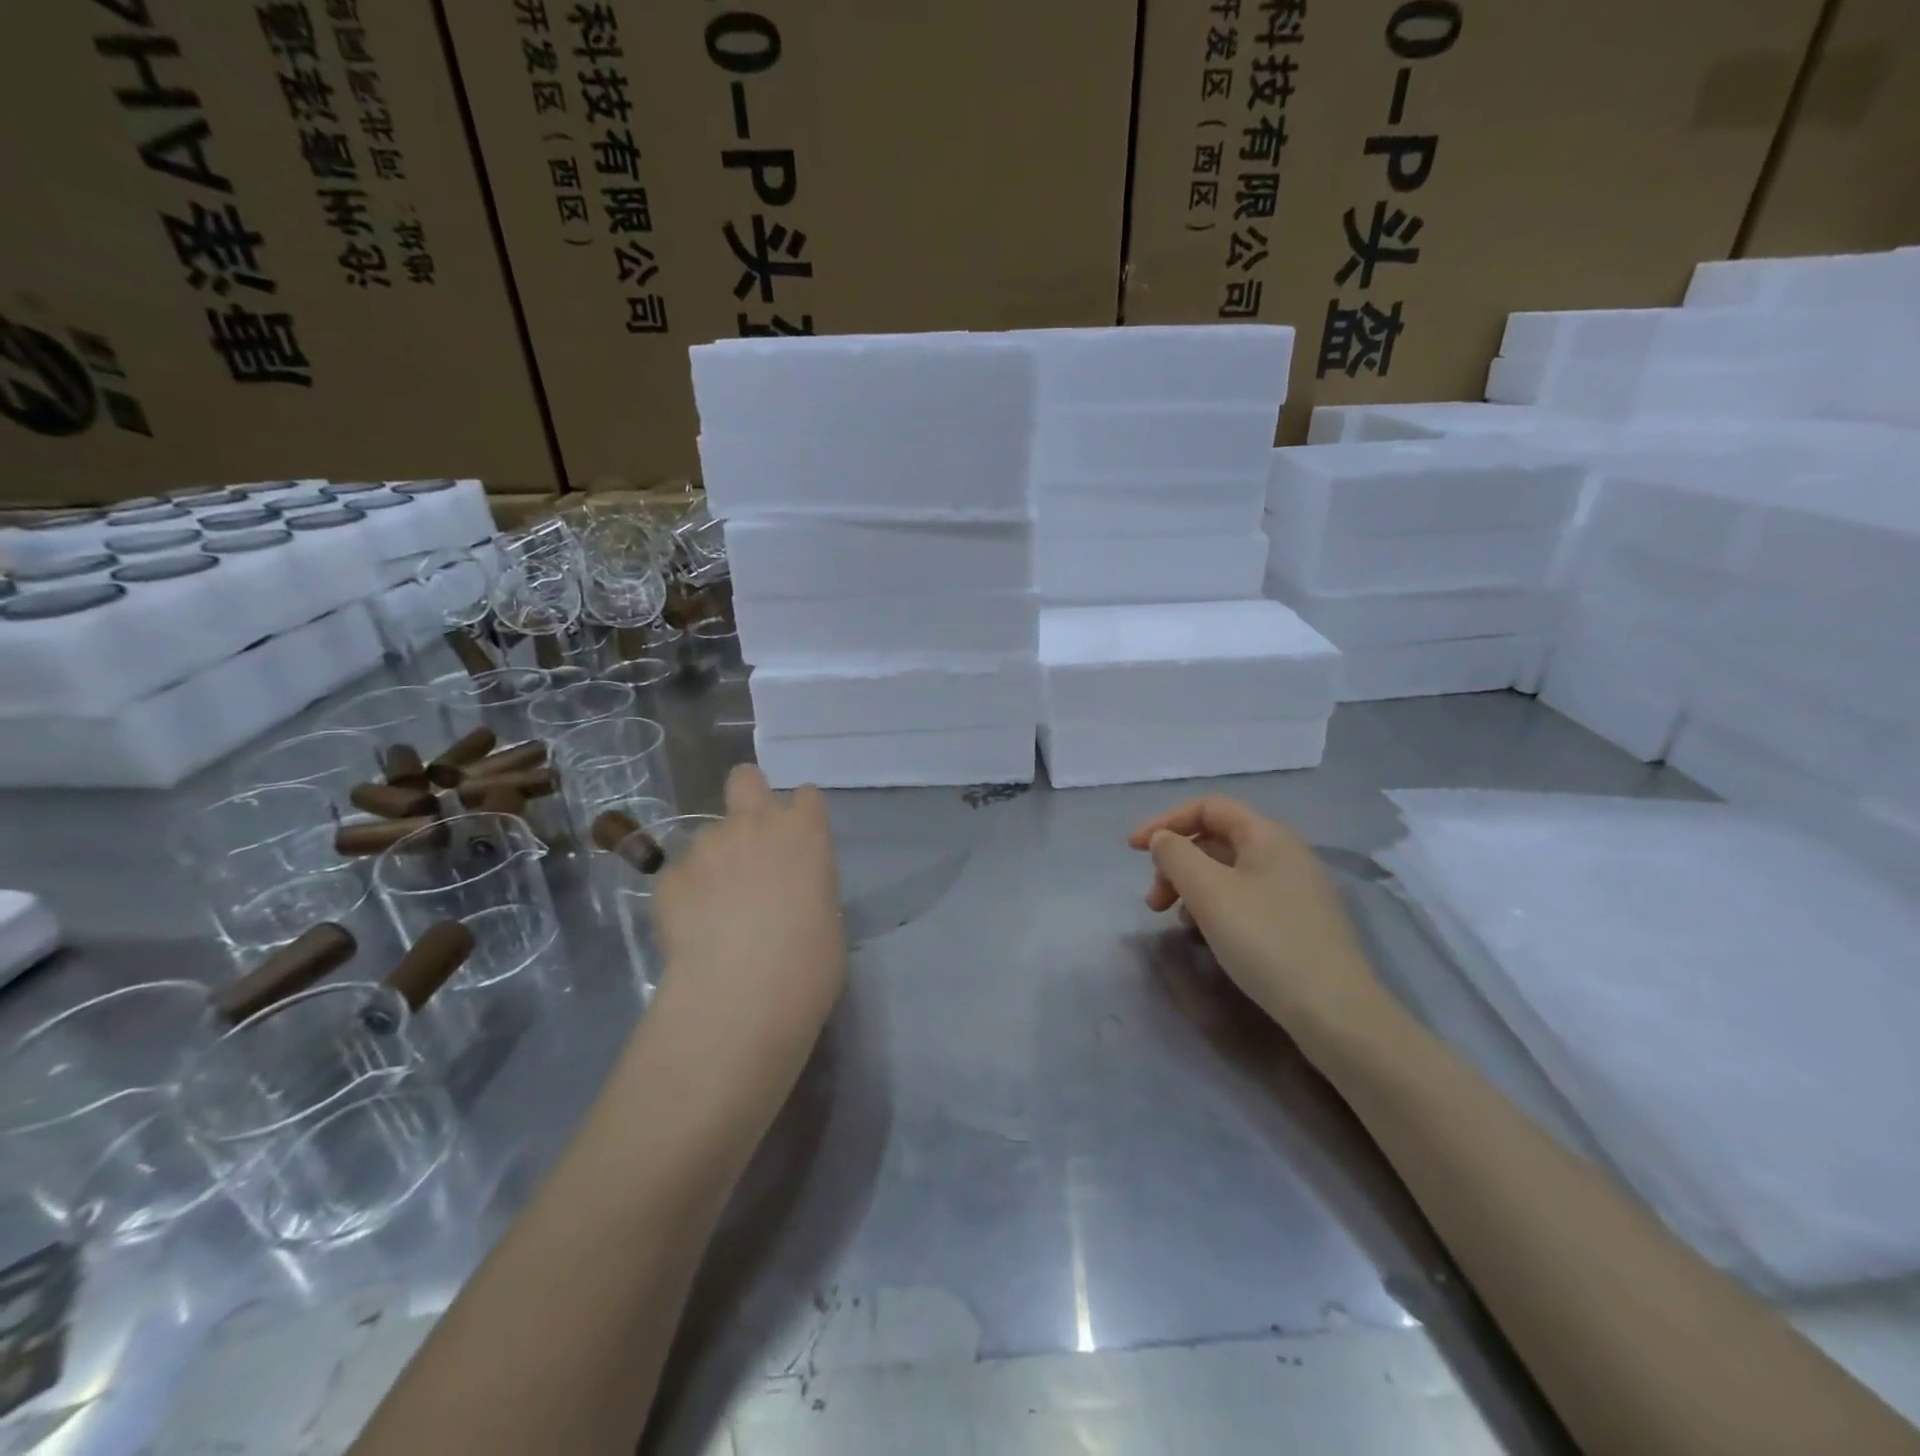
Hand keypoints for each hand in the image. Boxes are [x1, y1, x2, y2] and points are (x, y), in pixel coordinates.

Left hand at [649, 766, 846, 1089]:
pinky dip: (685, 895)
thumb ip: (807, 885)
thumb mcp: (827, 915)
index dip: (800, 813)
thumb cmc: (809, 961)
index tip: (797, 838)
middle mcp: (755, 824)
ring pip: (706, 835)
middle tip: (748, 839)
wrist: (744, 992)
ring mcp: (707, 846)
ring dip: (713, 860)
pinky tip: (692, 930)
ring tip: (715, 909)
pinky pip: (679, 875)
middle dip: (746, 795)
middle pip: (745, 779)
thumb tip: (790, 893)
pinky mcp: (668, 876)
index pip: (806, 796)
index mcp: (805, 832)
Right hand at [1128, 796, 1391, 1049]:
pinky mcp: (1300, 921)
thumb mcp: (1208, 892)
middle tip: (1153, 901)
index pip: (1207, 807)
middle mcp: (1286, 852)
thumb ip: (1175, 855)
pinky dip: (1217, 906)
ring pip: (1229, 871)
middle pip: (1216, 839)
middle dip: (1176, 862)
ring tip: (1175, 920)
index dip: (1165, 821)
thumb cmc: (1265, 941)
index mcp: (1267, 835)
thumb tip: (1163, 840)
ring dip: (1193, 887)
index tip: (1133, 851)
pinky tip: (1208, 935)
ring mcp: (1297, 888)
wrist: (1336, 1012)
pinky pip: (1246, 897)